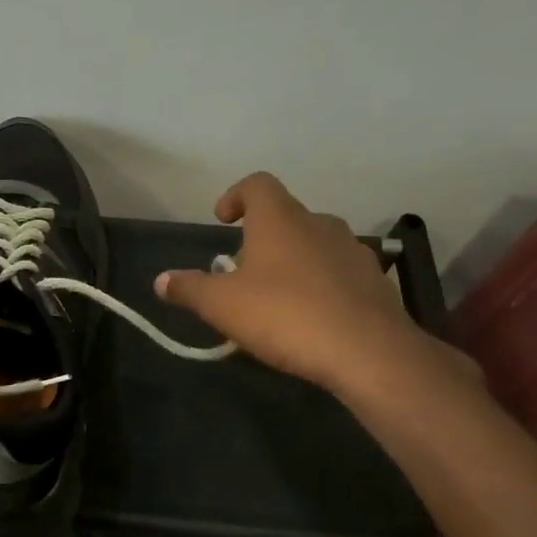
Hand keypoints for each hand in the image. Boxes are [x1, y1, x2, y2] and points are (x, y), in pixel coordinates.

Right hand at [154, 172, 430, 394]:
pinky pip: (338, 273)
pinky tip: (311, 319)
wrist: (368, 352)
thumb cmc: (285, 315)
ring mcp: (353, 251)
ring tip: (276, 299)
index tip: (222, 220)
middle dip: (261, 239)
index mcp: (280, 219)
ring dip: (292, 262)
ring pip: (314, 245)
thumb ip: (188, 289)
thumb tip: (161, 281)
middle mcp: (320, 224)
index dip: (235, 196)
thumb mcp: (221, 305)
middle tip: (242, 273)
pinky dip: (320, 285)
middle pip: (285, 217)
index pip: (257, 184)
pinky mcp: (376, 282)